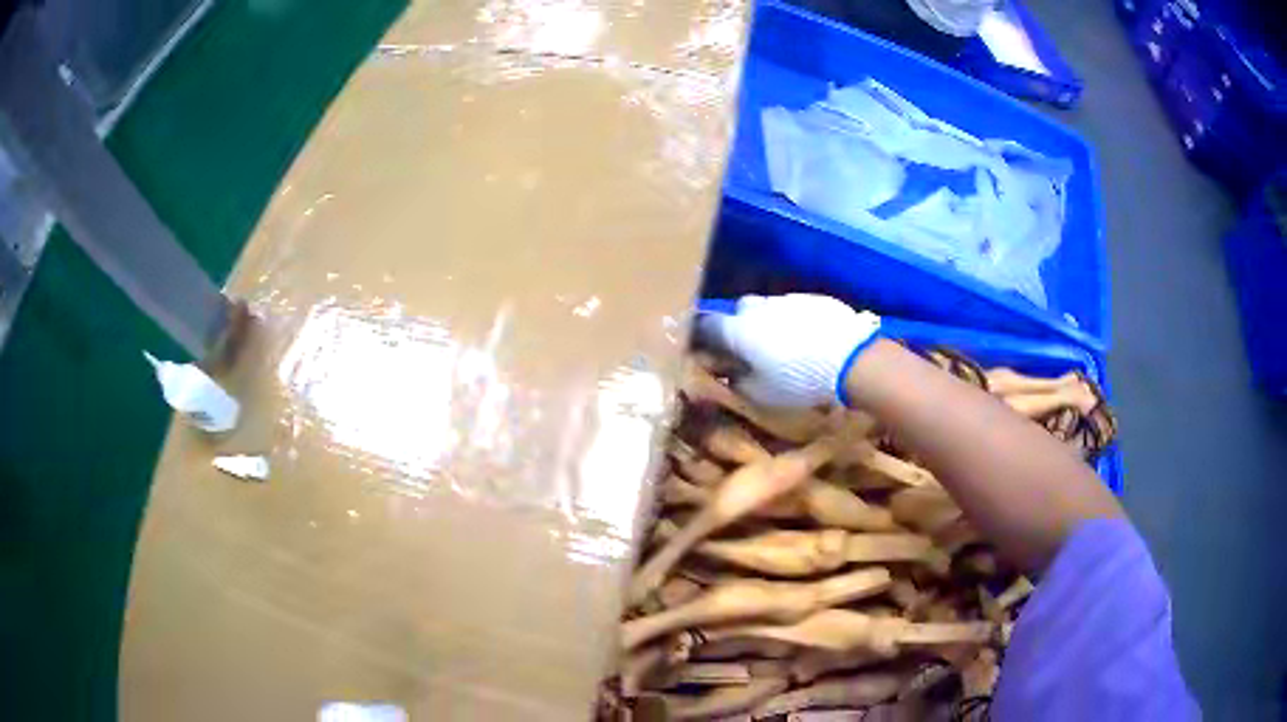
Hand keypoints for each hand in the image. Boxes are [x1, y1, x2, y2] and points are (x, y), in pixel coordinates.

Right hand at [696, 294, 879, 407]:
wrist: (850, 358)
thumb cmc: (798, 380)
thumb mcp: (762, 394)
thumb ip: (739, 383)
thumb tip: (729, 376)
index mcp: (738, 329)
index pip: (707, 324)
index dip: (703, 335)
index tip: (705, 347)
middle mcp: (758, 308)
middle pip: (739, 311)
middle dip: (739, 326)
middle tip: (748, 348)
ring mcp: (787, 299)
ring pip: (768, 308)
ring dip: (768, 323)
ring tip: (782, 345)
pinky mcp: (813, 299)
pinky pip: (794, 308)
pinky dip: (794, 321)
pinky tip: (807, 339)